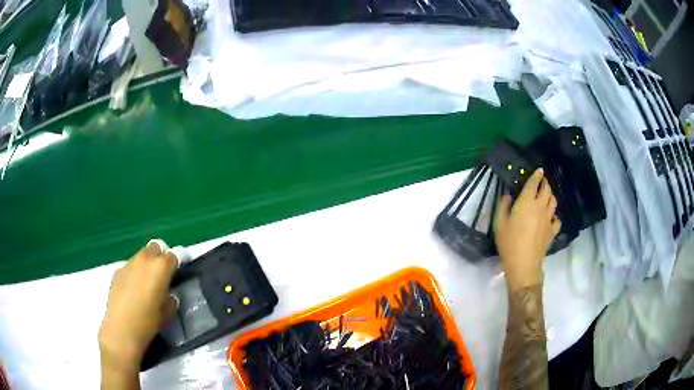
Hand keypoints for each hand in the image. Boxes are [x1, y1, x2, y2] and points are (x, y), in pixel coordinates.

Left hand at [99, 240, 178, 374]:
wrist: (121, 329)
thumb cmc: (148, 322)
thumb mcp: (167, 313)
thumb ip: (170, 299)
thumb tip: (169, 295)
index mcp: (160, 268)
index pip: (173, 256)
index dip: (176, 264)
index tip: (177, 274)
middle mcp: (144, 260)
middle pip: (155, 248)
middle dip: (160, 257)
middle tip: (162, 275)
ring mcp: (128, 264)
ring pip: (141, 256)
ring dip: (146, 264)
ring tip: (146, 284)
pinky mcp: (117, 271)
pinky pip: (129, 267)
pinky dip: (134, 273)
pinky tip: (133, 290)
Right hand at [495, 168, 560, 290]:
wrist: (523, 263)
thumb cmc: (509, 242)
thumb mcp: (499, 223)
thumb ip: (503, 206)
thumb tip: (508, 194)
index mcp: (527, 202)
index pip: (534, 183)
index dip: (537, 175)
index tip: (539, 170)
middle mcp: (540, 207)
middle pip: (547, 190)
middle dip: (545, 183)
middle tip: (542, 182)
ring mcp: (548, 219)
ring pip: (554, 202)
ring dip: (551, 196)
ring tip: (547, 196)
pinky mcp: (552, 231)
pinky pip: (557, 219)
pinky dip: (554, 216)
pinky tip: (550, 218)